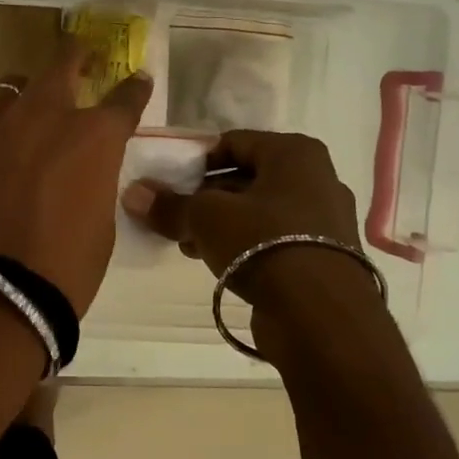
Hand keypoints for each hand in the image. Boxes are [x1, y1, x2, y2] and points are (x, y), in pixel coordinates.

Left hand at [0, 44, 152, 315]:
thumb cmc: (63, 269)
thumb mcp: (100, 223)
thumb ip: (93, 182)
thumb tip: (79, 172)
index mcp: (91, 137)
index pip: (123, 98)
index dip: (134, 88)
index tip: (137, 80)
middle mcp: (41, 117)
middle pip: (60, 66)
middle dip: (75, 57)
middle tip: (81, 55)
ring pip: (8, 92)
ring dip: (23, 98)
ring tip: (24, 114)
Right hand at [121, 131, 363, 310]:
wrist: (322, 317)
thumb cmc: (263, 243)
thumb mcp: (206, 218)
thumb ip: (169, 204)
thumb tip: (133, 194)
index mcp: (294, 153)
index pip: (233, 142)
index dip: (196, 161)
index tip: (170, 184)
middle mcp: (316, 178)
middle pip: (246, 177)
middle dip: (206, 196)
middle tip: (176, 216)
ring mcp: (325, 219)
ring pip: (259, 211)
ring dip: (222, 224)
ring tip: (189, 244)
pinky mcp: (324, 256)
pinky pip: (275, 238)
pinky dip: (246, 245)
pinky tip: (217, 263)